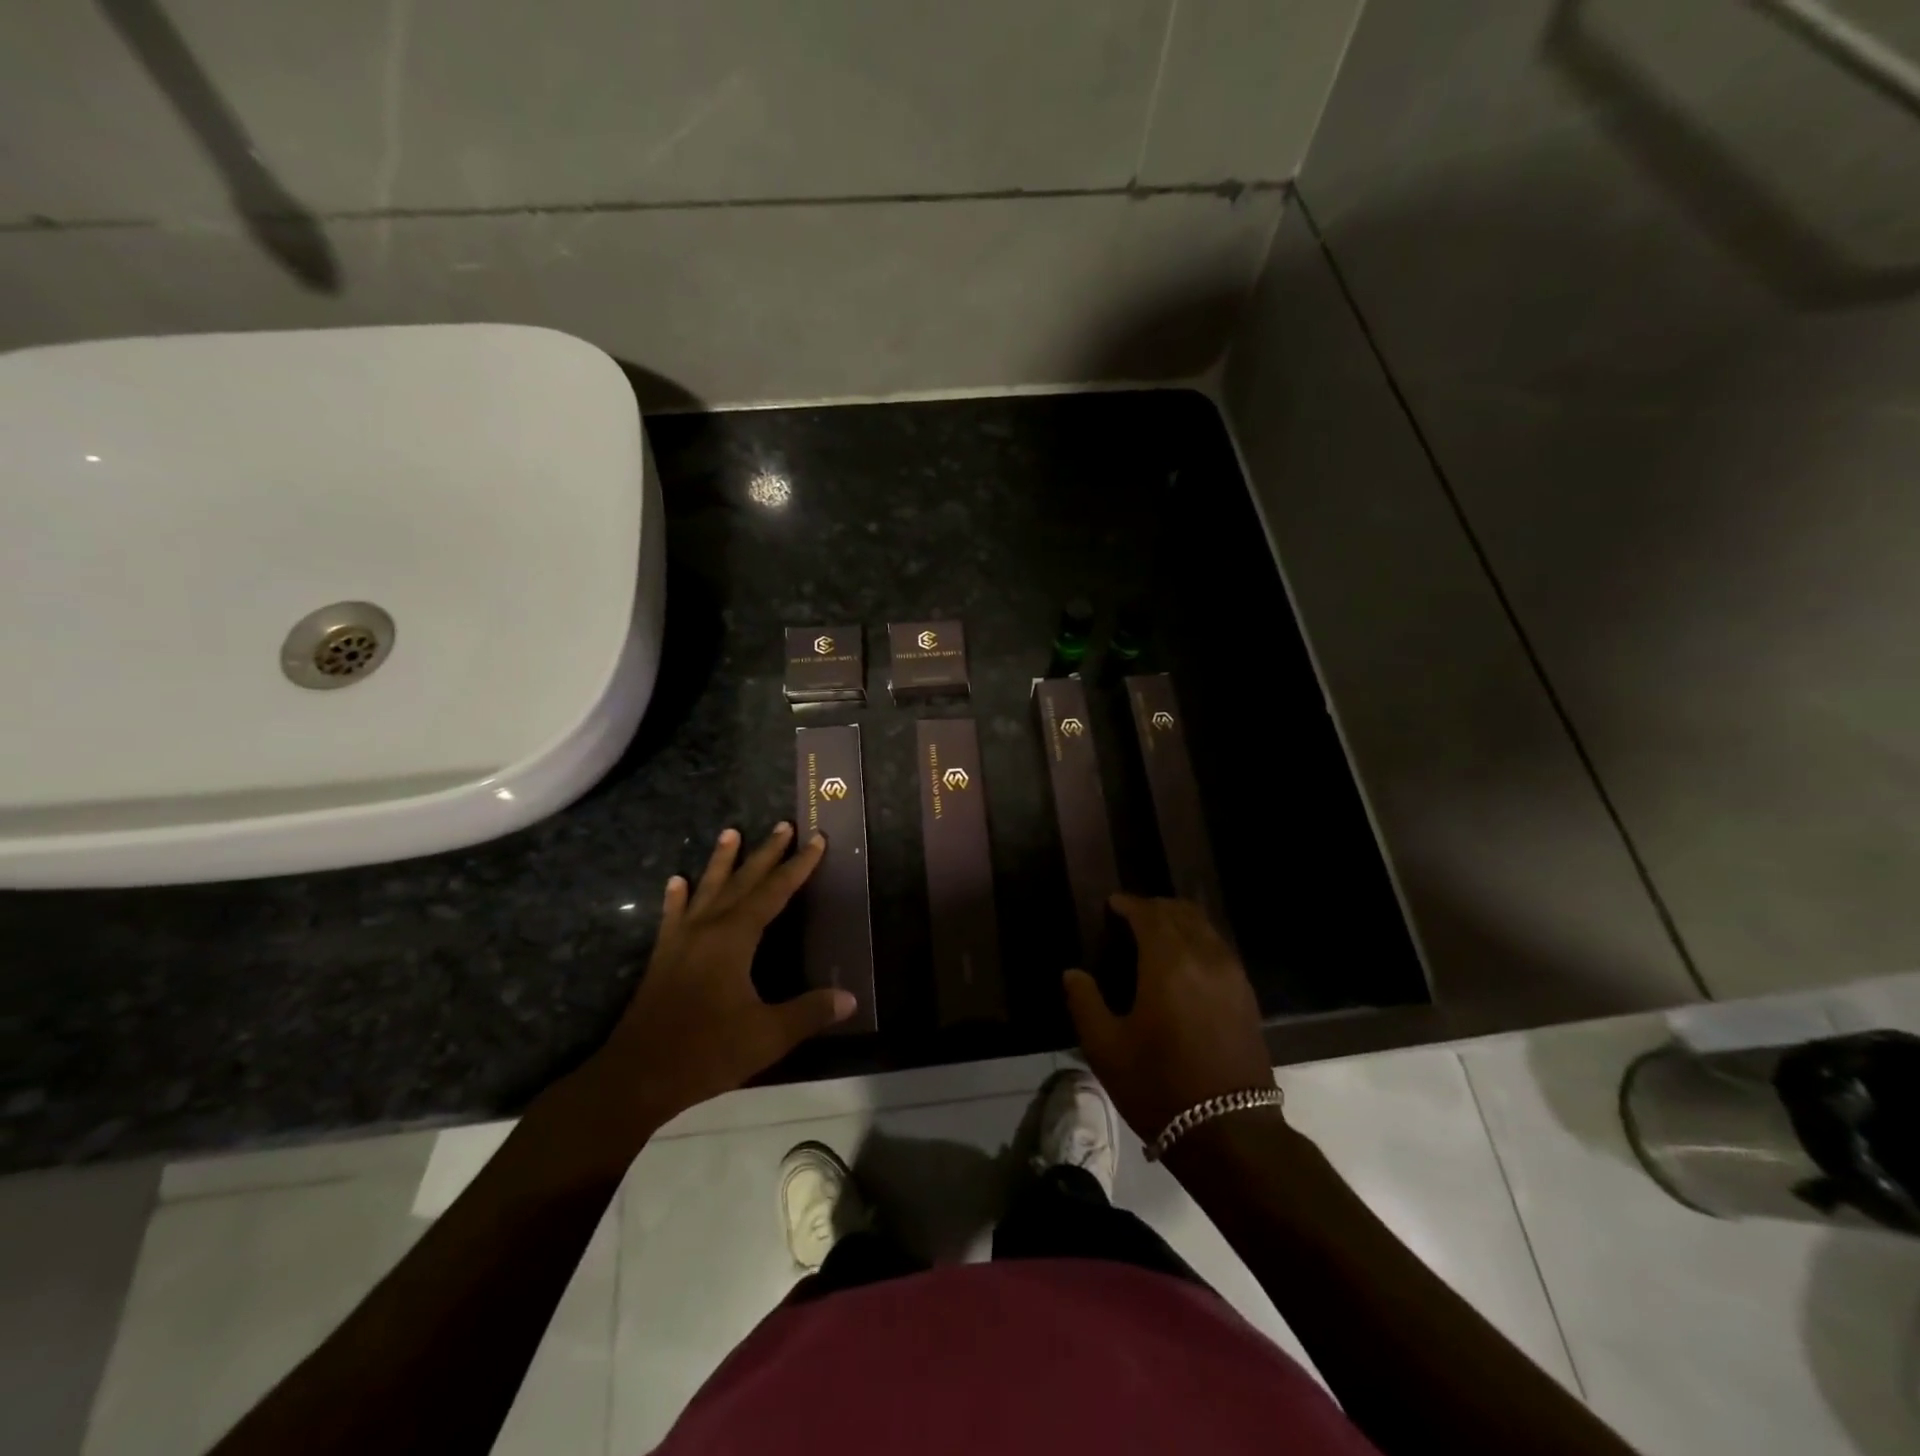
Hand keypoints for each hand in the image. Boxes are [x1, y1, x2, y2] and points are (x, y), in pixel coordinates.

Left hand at [587, 824, 854, 1129]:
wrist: (637, 1076)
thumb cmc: (706, 1051)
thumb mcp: (767, 1035)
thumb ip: (809, 1012)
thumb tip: (850, 998)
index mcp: (735, 938)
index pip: (774, 892)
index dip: (797, 866)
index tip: (815, 840)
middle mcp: (708, 928)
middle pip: (742, 881)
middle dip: (766, 853)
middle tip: (782, 825)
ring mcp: (681, 940)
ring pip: (706, 889)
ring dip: (721, 861)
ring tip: (730, 832)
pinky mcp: (662, 957)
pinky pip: (673, 916)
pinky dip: (677, 897)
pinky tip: (675, 882)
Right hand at [1062, 895, 1275, 1142]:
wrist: (1230, 1133)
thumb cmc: (1159, 1087)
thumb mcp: (1106, 1048)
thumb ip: (1085, 1002)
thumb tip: (1073, 973)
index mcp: (1168, 963)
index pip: (1149, 914)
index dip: (1129, 904)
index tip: (1112, 904)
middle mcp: (1204, 957)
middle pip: (1181, 912)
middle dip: (1154, 907)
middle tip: (1131, 916)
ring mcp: (1232, 975)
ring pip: (1205, 927)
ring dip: (1179, 920)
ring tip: (1156, 934)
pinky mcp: (1246, 996)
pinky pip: (1219, 948)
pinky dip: (1198, 939)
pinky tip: (1184, 961)